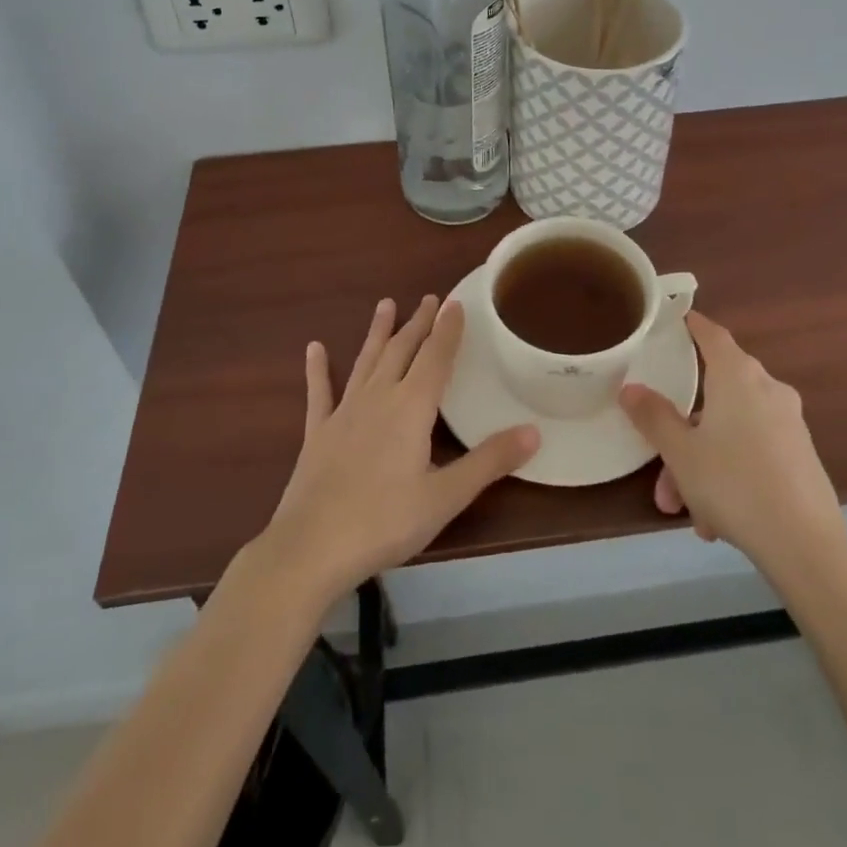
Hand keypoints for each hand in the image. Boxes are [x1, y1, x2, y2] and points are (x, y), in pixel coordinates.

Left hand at [262, 296, 538, 606]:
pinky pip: (319, 393)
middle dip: (418, 323)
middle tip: (429, 298)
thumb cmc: (385, 522)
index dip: (447, 330)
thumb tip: (534, 431)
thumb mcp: (446, 497)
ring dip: (377, 333)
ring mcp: (344, 413)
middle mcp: (378, 398)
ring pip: (366, 362)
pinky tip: (314, 348)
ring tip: (385, 305)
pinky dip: (318, 369)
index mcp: (411, 408)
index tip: (455, 302)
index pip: (435, 358)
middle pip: (402, 351)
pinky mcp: (317, 433)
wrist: (312, 548)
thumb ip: (489, 461)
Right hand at [620, 311, 846, 575]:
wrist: (807, 545)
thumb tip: (630, 388)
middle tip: (661, 464)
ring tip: (686, 508)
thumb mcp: (681, 452)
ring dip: (703, 462)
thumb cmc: (734, 483)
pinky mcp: (801, 455)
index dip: (691, 324)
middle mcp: (767, 389)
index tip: (674, 320)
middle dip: (684, 430)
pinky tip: (716, 520)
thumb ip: (653, 417)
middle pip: (716, 393)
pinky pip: (753, 452)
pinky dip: (730, 474)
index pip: (711, 334)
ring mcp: (789, 422)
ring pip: (732, 430)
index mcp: (737, 376)